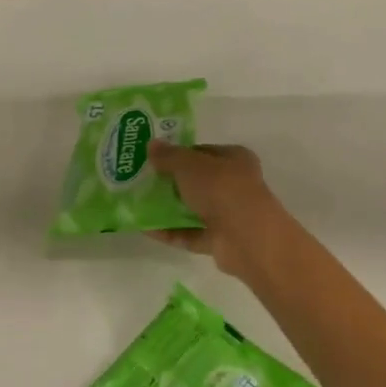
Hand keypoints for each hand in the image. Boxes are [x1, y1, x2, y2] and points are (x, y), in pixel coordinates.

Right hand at [148, 141, 293, 280]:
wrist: (247, 238)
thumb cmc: (221, 188)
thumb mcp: (188, 165)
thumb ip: (168, 156)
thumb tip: (151, 144)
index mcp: (234, 159)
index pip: (202, 152)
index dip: (178, 153)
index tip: (153, 158)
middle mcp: (234, 185)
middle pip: (196, 181)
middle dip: (170, 182)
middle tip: (142, 181)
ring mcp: (229, 215)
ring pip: (192, 208)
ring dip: (168, 208)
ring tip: (137, 204)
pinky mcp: (220, 241)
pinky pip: (190, 234)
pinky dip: (170, 232)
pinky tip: (145, 228)